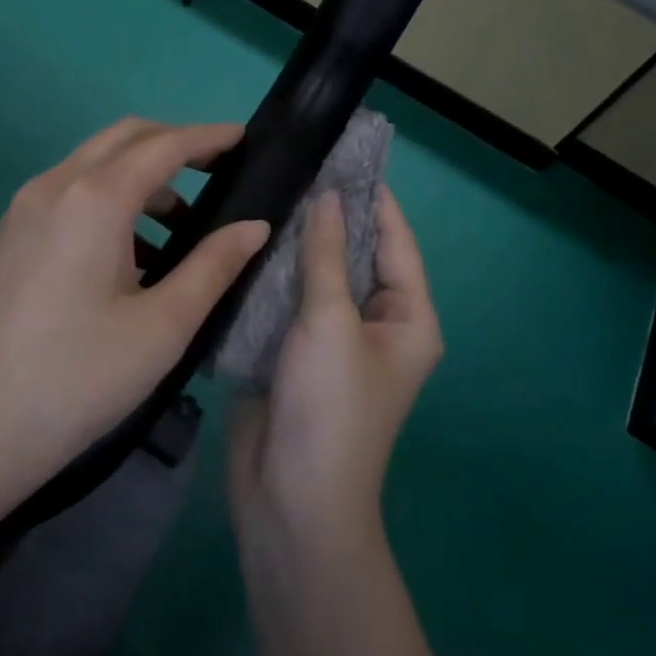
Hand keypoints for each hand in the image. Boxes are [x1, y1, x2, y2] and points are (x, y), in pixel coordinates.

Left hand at [0, 118, 267, 514]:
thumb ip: (213, 267)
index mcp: (95, 199)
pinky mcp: (8, 237)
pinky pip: (70, 192)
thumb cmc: (73, 381)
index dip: (208, 137)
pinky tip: (130, 253)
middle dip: (174, 142)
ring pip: (94, 163)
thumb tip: (255, 226)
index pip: (164, 145)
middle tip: (218, 169)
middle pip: (124, 138)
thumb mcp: (160, 328)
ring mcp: (23, 210)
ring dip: (141, 173)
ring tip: (181, 223)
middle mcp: (55, 186)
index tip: (244, 136)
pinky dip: (109, 197)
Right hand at [228, 186, 442, 556]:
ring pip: (317, 275)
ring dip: (297, 243)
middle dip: (329, 216)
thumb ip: (325, 255)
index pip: (394, 240)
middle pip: (354, 255)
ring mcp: (333, 338)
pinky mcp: (294, 352)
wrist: (290, 502)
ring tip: (269, 190)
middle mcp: (376, 323)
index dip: (374, 197)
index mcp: (407, 317)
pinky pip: (289, 300)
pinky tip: (248, 238)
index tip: (345, 153)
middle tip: (296, 165)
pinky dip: (274, 273)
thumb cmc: (329, 407)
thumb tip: (328, 196)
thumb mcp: (331, 322)